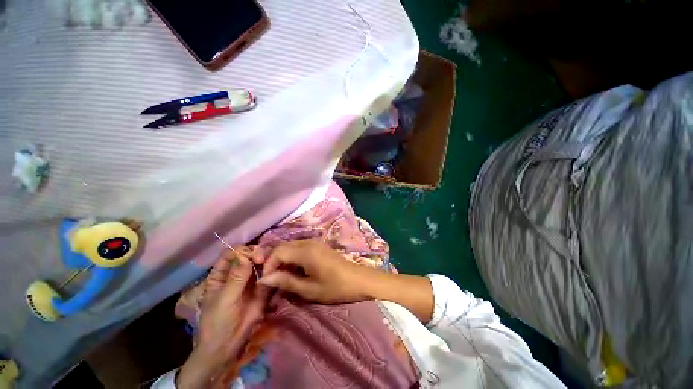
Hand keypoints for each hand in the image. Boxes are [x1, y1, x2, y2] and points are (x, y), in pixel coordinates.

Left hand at [177, 248, 269, 388]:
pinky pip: (269, 275)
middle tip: (263, 260)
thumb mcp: (224, 300)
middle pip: (249, 255)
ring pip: (261, 263)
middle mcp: (237, 273)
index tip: (252, 256)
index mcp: (221, 274)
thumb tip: (246, 256)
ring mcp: (251, 280)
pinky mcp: (262, 288)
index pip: (232, 254)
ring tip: (272, 264)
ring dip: (267, 261)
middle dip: (257, 254)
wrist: (228, 347)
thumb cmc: (218, 322)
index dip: (242, 251)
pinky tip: (277, 270)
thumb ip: (236, 278)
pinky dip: (273, 271)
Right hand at [257, 239, 371, 303]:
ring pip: (291, 247)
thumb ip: (286, 281)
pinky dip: (292, 258)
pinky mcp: (319, 246)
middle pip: (283, 247)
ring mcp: (315, 242)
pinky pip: (299, 248)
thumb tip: (265, 279)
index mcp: (305, 251)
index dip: (268, 265)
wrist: (358, 280)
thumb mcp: (309, 289)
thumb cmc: (335, 287)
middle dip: (274, 262)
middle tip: (272, 281)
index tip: (267, 282)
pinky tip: (294, 271)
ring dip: (283, 260)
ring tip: (281, 278)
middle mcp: (308, 242)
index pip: (278, 251)